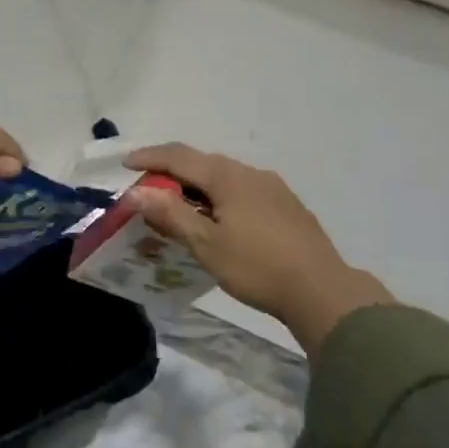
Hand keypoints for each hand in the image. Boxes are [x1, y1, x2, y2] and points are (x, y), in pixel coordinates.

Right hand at [124, 144, 393, 354]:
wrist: (323, 291)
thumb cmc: (257, 266)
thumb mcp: (207, 244)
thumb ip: (171, 214)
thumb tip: (136, 191)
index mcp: (227, 176)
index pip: (178, 156)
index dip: (150, 157)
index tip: (125, 164)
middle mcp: (249, 172)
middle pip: (201, 162)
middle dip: (171, 171)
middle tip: (148, 189)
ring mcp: (272, 187)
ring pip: (223, 176)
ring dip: (196, 185)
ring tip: (179, 206)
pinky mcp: (286, 205)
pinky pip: (241, 190)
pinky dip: (218, 196)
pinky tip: (218, 218)